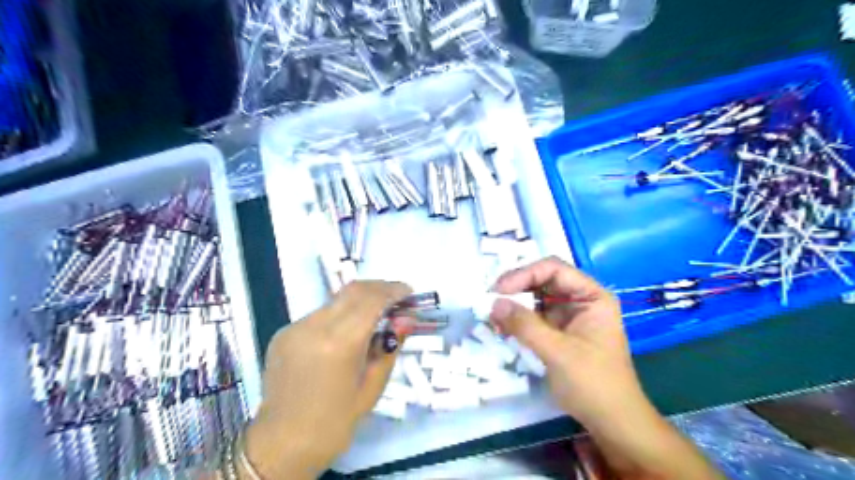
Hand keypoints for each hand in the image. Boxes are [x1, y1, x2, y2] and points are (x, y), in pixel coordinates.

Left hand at [241, 281, 412, 479]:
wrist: (282, 443)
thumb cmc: (335, 422)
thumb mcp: (372, 387)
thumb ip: (390, 347)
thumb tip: (406, 319)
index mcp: (339, 344)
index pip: (371, 300)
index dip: (393, 290)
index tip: (409, 292)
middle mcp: (314, 327)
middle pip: (353, 290)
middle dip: (378, 288)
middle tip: (396, 297)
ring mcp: (295, 327)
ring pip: (336, 300)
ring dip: (359, 301)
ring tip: (374, 316)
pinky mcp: (283, 333)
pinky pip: (319, 314)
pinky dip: (339, 315)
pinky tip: (345, 333)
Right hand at [491, 257, 645, 424]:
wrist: (612, 422)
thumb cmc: (593, 383)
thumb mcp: (558, 352)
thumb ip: (525, 325)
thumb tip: (493, 303)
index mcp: (591, 296)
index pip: (553, 269)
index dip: (524, 274)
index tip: (498, 290)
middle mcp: (580, 299)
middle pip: (542, 280)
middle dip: (516, 288)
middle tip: (490, 300)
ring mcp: (568, 315)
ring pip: (535, 298)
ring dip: (514, 304)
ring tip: (492, 314)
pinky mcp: (558, 331)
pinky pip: (533, 316)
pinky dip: (517, 319)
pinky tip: (502, 326)